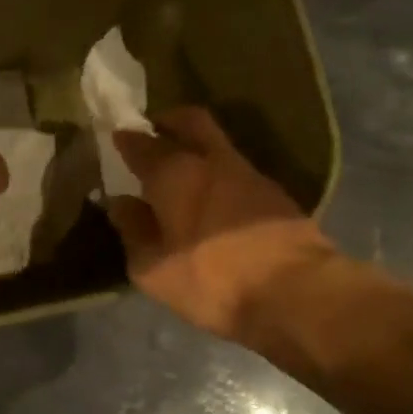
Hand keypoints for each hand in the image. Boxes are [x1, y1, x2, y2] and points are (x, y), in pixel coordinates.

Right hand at [108, 106, 339, 342]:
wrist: (296, 292)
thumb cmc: (211, 281)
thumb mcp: (153, 269)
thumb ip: (133, 231)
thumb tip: (122, 204)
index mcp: (174, 173)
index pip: (141, 143)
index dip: (125, 139)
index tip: (116, 138)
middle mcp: (211, 161)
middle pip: (190, 121)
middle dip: (169, 120)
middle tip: (154, 131)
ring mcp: (249, 173)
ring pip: (217, 145)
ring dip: (197, 148)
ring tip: (181, 171)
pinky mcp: (275, 193)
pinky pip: (236, 170)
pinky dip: (218, 173)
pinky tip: (212, 197)